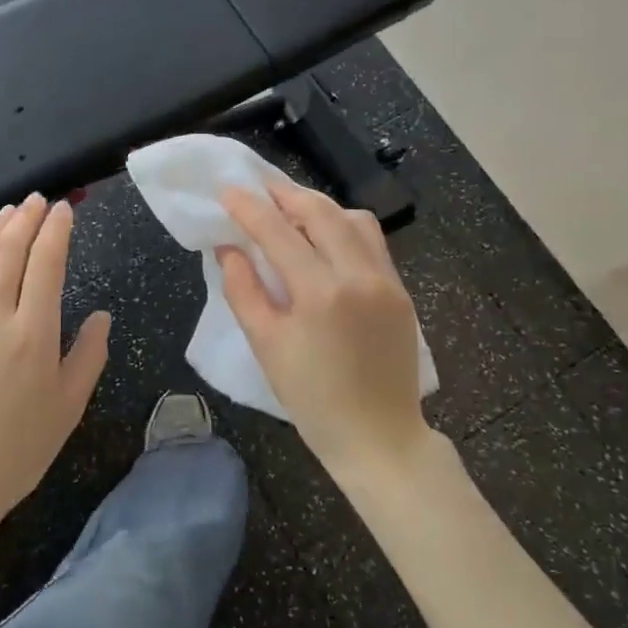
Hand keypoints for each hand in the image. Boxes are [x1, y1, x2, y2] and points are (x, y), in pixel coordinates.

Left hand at [0, 195, 111, 581]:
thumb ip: (89, 356)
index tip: (64, 209)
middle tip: (38, 200)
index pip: (47, 263)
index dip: (56, 230)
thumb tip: (103, 316)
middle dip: (26, 218)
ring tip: (8, 212)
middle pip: (9, 251)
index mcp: (33, 333)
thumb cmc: (15, 451)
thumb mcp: (68, 408)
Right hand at [217, 183, 431, 479]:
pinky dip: (343, 227)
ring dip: (318, 207)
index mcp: (321, 292)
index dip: (248, 207)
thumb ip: (243, 290)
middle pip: (320, 210)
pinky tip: (324, 240)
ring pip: (352, 218)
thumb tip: (228, 248)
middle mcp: (359, 274)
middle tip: (258, 190)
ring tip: (291, 213)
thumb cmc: (313, 399)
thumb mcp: (265, 346)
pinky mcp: (400, 290)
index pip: (278, 231)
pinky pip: (371, 240)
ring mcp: (386, 280)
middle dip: (285, 194)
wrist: (380, 438)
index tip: (227, 190)